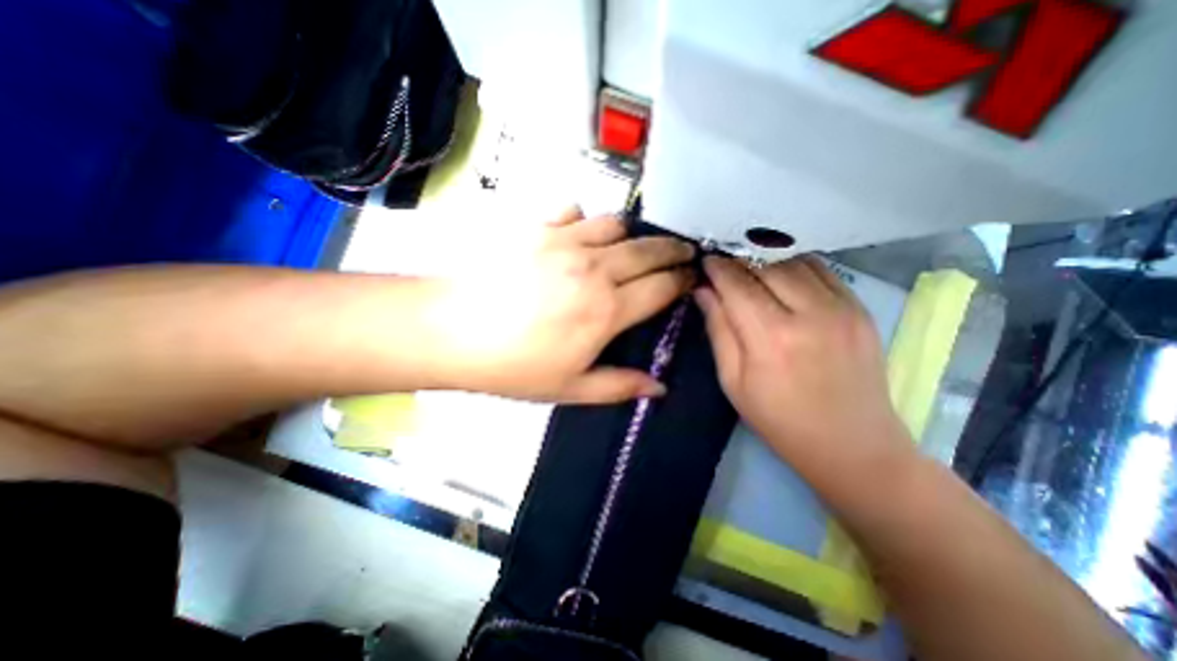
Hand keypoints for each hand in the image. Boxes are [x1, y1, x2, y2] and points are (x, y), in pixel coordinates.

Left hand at [429, 207, 690, 402]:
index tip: (692, 277)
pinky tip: (578, 234)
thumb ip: (619, 386)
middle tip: (683, 252)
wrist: (451, 331)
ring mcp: (565, 242)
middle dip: (673, 249)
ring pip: (616, 224)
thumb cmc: (513, 367)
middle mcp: (594, 269)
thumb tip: (658, 388)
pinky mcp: (537, 227)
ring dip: (631, 235)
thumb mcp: (569, 388)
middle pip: (649, 249)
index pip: (662, 287)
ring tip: (630, 246)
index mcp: (607, 310)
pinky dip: (584, 220)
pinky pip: (573, 211)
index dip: (683, 280)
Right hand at [696, 257, 907, 477]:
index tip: (704, 260)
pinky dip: (795, 265)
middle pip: (765, 265)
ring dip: (766, 259)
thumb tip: (703, 291)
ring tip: (749, 268)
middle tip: (723, 263)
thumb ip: (718, 329)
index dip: (717, 267)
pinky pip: (823, 270)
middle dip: (738, 259)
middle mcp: (809, 313)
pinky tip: (782, 274)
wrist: (853, 445)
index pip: (737, 284)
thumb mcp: (733, 381)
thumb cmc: (779, 419)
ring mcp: (842, 308)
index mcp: (770, 337)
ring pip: (794, 261)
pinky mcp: (861, 309)